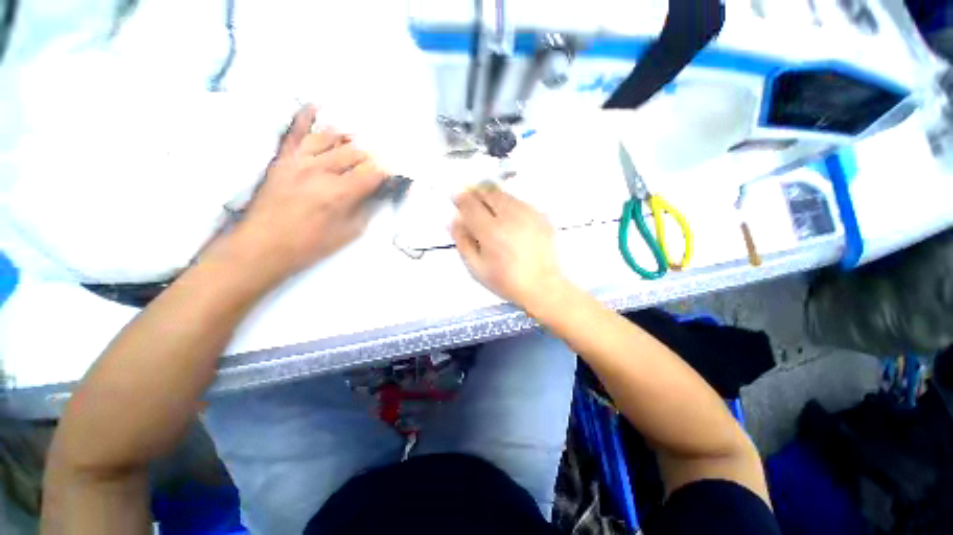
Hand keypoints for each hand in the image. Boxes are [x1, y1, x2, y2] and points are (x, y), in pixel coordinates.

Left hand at [227, 105, 386, 281]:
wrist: (262, 246)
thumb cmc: (310, 245)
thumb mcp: (348, 233)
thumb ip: (366, 208)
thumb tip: (378, 192)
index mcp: (340, 192)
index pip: (373, 172)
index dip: (389, 169)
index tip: (397, 169)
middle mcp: (322, 170)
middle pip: (356, 152)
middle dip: (374, 153)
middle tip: (384, 155)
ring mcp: (299, 160)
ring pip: (330, 137)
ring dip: (350, 137)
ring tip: (362, 138)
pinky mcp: (282, 158)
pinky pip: (294, 130)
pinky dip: (306, 116)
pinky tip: (318, 106)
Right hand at [451, 186, 567, 307]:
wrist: (542, 286)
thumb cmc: (506, 281)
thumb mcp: (476, 268)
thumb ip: (462, 241)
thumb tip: (453, 219)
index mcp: (491, 231)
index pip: (470, 204)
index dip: (460, 199)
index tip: (456, 199)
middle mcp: (511, 217)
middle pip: (488, 193)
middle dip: (477, 196)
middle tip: (473, 208)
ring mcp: (529, 214)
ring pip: (505, 195)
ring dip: (493, 200)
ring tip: (492, 215)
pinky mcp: (542, 216)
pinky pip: (520, 202)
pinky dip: (510, 206)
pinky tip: (511, 222)